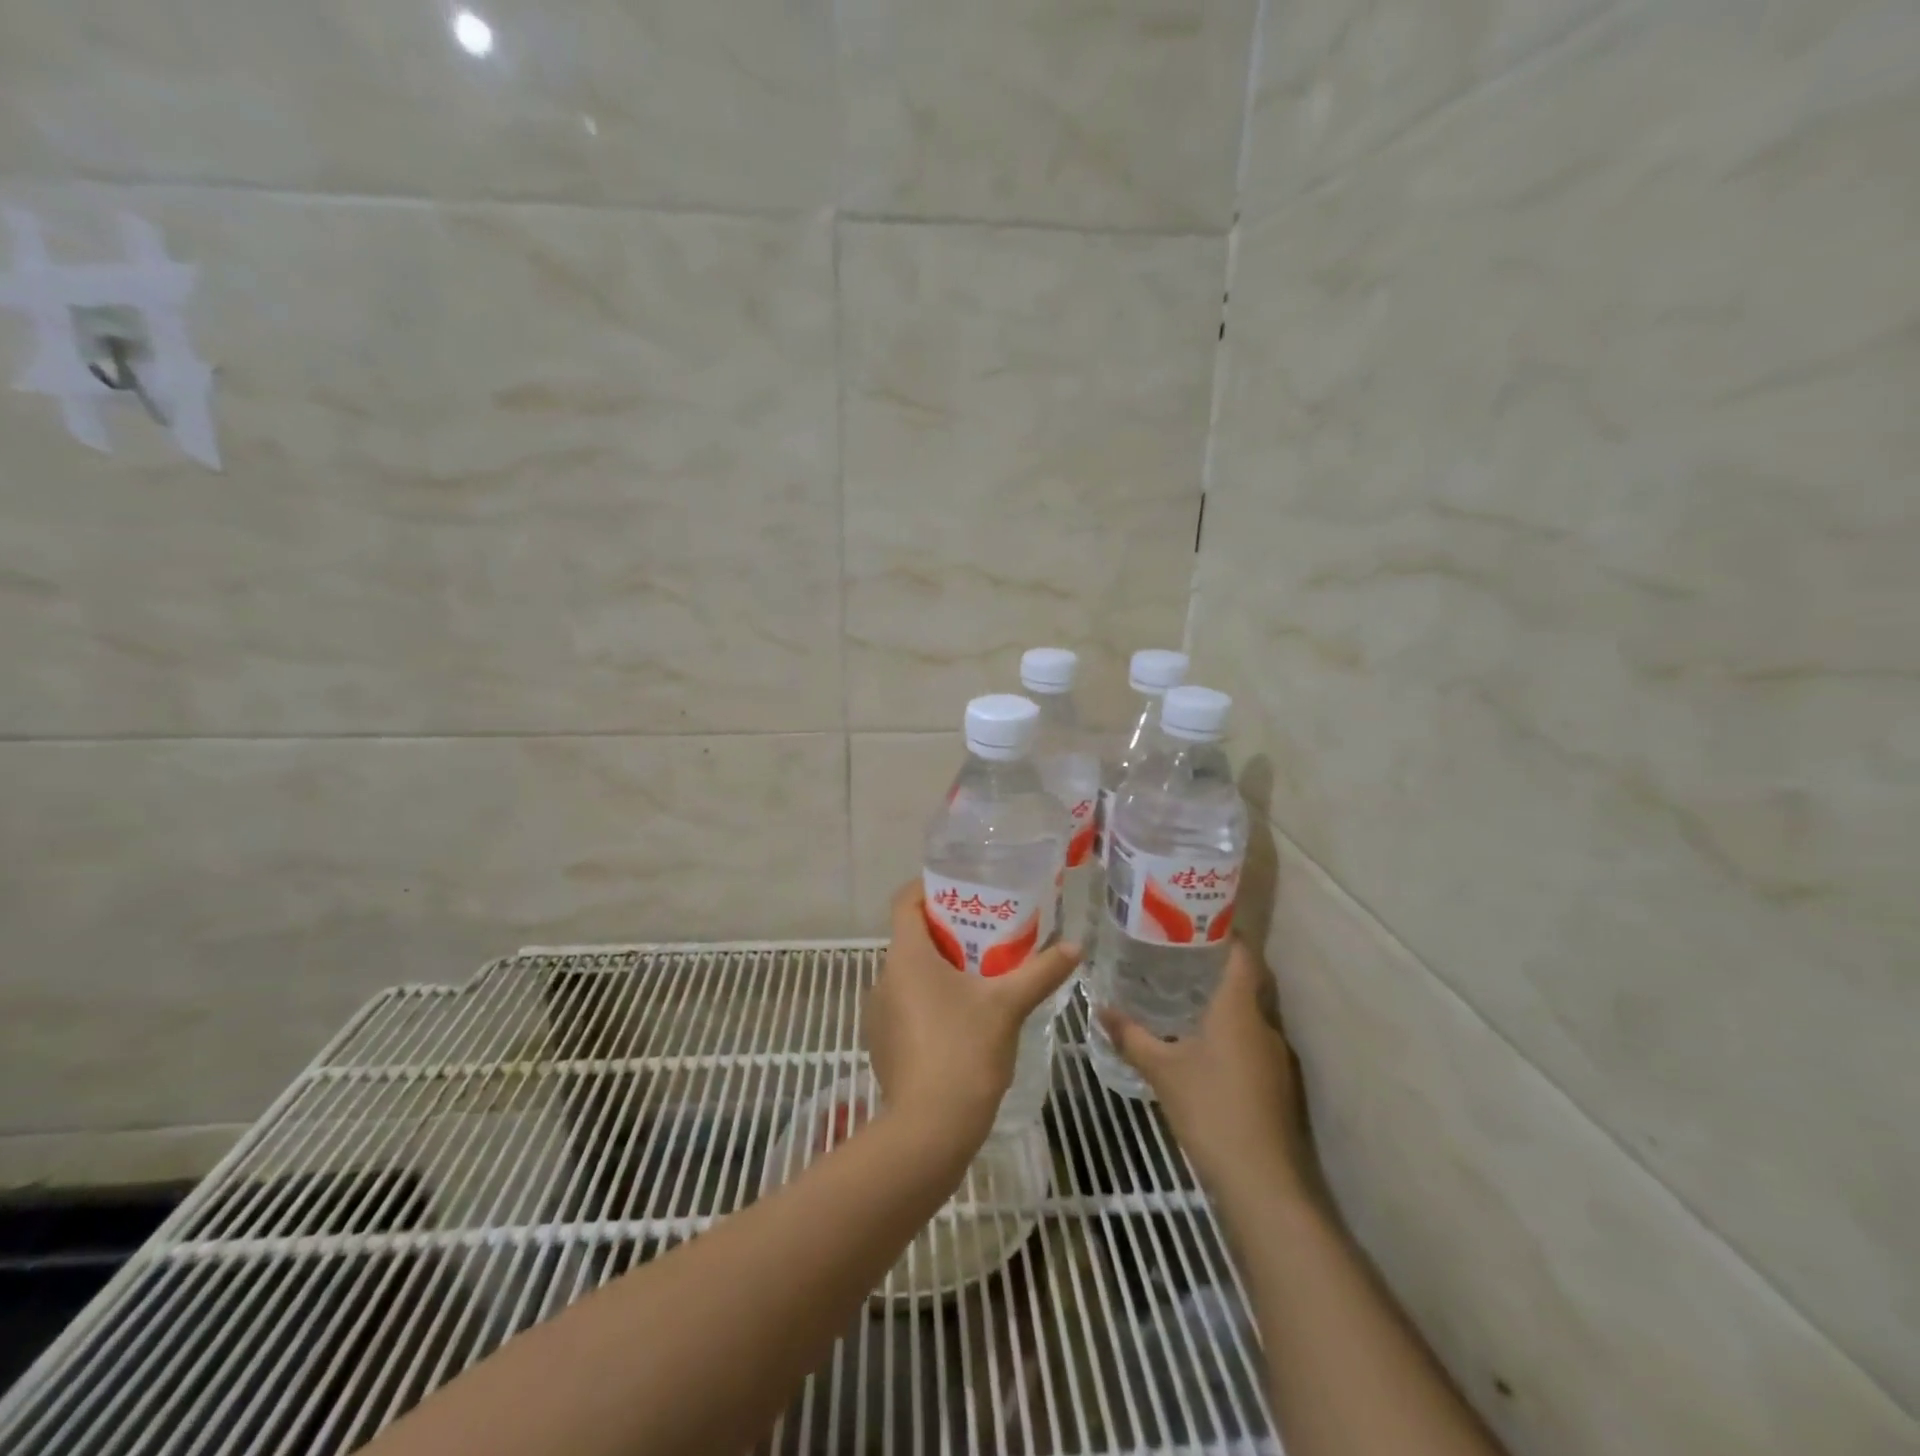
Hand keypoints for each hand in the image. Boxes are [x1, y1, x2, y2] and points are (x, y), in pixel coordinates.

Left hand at [867, 882, 1081, 1151]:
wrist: (929, 1130)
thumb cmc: (965, 1051)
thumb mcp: (1009, 1005)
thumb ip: (1041, 972)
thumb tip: (1075, 946)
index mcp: (907, 956)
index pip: (904, 901)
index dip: (929, 887)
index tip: (962, 888)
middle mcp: (884, 978)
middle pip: (911, 937)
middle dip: (947, 931)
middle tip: (986, 932)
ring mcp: (879, 1014)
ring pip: (909, 973)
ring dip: (939, 968)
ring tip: (980, 973)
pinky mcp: (882, 1044)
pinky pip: (905, 1005)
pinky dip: (929, 999)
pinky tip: (962, 1018)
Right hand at [1098, 939, 1316, 1201]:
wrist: (1262, 1180)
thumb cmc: (1210, 1108)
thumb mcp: (1162, 1070)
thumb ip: (1131, 1036)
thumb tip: (1101, 1009)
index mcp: (1238, 1008)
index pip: (1242, 954)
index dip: (1225, 932)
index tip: (1196, 919)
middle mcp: (1263, 1023)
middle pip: (1244, 981)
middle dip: (1214, 966)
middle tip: (1176, 955)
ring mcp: (1274, 1055)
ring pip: (1247, 1014)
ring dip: (1221, 1002)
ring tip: (1182, 994)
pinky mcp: (1276, 1082)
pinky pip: (1250, 1041)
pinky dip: (1228, 1032)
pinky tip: (1200, 1043)